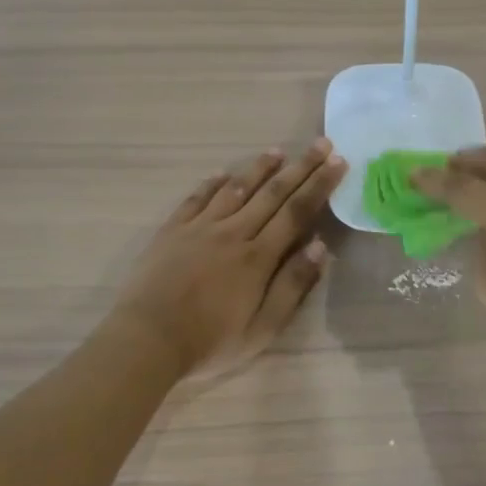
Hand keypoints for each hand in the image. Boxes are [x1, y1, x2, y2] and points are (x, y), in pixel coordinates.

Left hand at [112, 140, 345, 380]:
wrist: (146, 340)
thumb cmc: (210, 342)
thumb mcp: (262, 328)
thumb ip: (292, 286)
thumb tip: (320, 246)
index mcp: (258, 257)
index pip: (297, 212)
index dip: (320, 185)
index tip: (338, 162)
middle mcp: (233, 232)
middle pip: (272, 193)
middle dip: (300, 167)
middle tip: (321, 143)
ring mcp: (200, 228)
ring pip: (236, 189)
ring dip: (259, 168)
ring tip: (277, 151)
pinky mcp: (172, 230)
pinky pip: (196, 198)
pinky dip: (211, 183)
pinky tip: (222, 173)